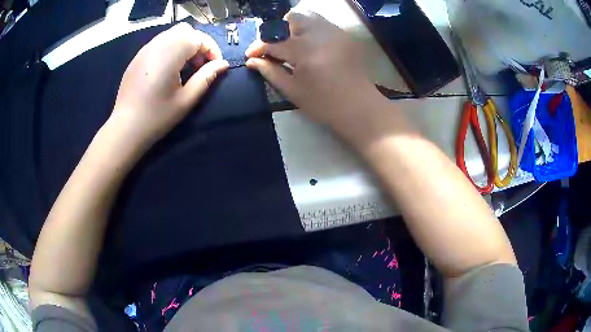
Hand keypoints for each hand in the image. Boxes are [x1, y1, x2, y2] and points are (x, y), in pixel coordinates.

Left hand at [111, 23, 228, 147]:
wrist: (125, 129)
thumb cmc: (157, 117)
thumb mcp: (186, 100)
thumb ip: (206, 77)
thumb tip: (223, 64)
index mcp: (170, 53)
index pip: (199, 38)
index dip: (212, 49)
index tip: (216, 66)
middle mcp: (157, 45)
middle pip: (185, 30)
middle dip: (198, 43)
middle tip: (200, 65)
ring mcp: (145, 50)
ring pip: (171, 34)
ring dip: (184, 45)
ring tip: (185, 67)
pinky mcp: (137, 57)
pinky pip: (159, 42)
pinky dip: (170, 48)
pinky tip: (168, 69)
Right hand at [245, 12, 383, 135]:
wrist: (359, 107)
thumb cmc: (324, 104)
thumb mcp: (292, 91)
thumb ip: (270, 71)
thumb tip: (251, 61)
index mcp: (305, 51)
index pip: (274, 41)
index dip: (258, 47)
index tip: (250, 55)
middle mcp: (321, 34)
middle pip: (292, 18)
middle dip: (277, 30)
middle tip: (275, 48)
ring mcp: (336, 32)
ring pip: (308, 16)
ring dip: (294, 27)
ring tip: (291, 45)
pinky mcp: (345, 35)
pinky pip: (322, 23)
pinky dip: (310, 30)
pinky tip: (309, 46)